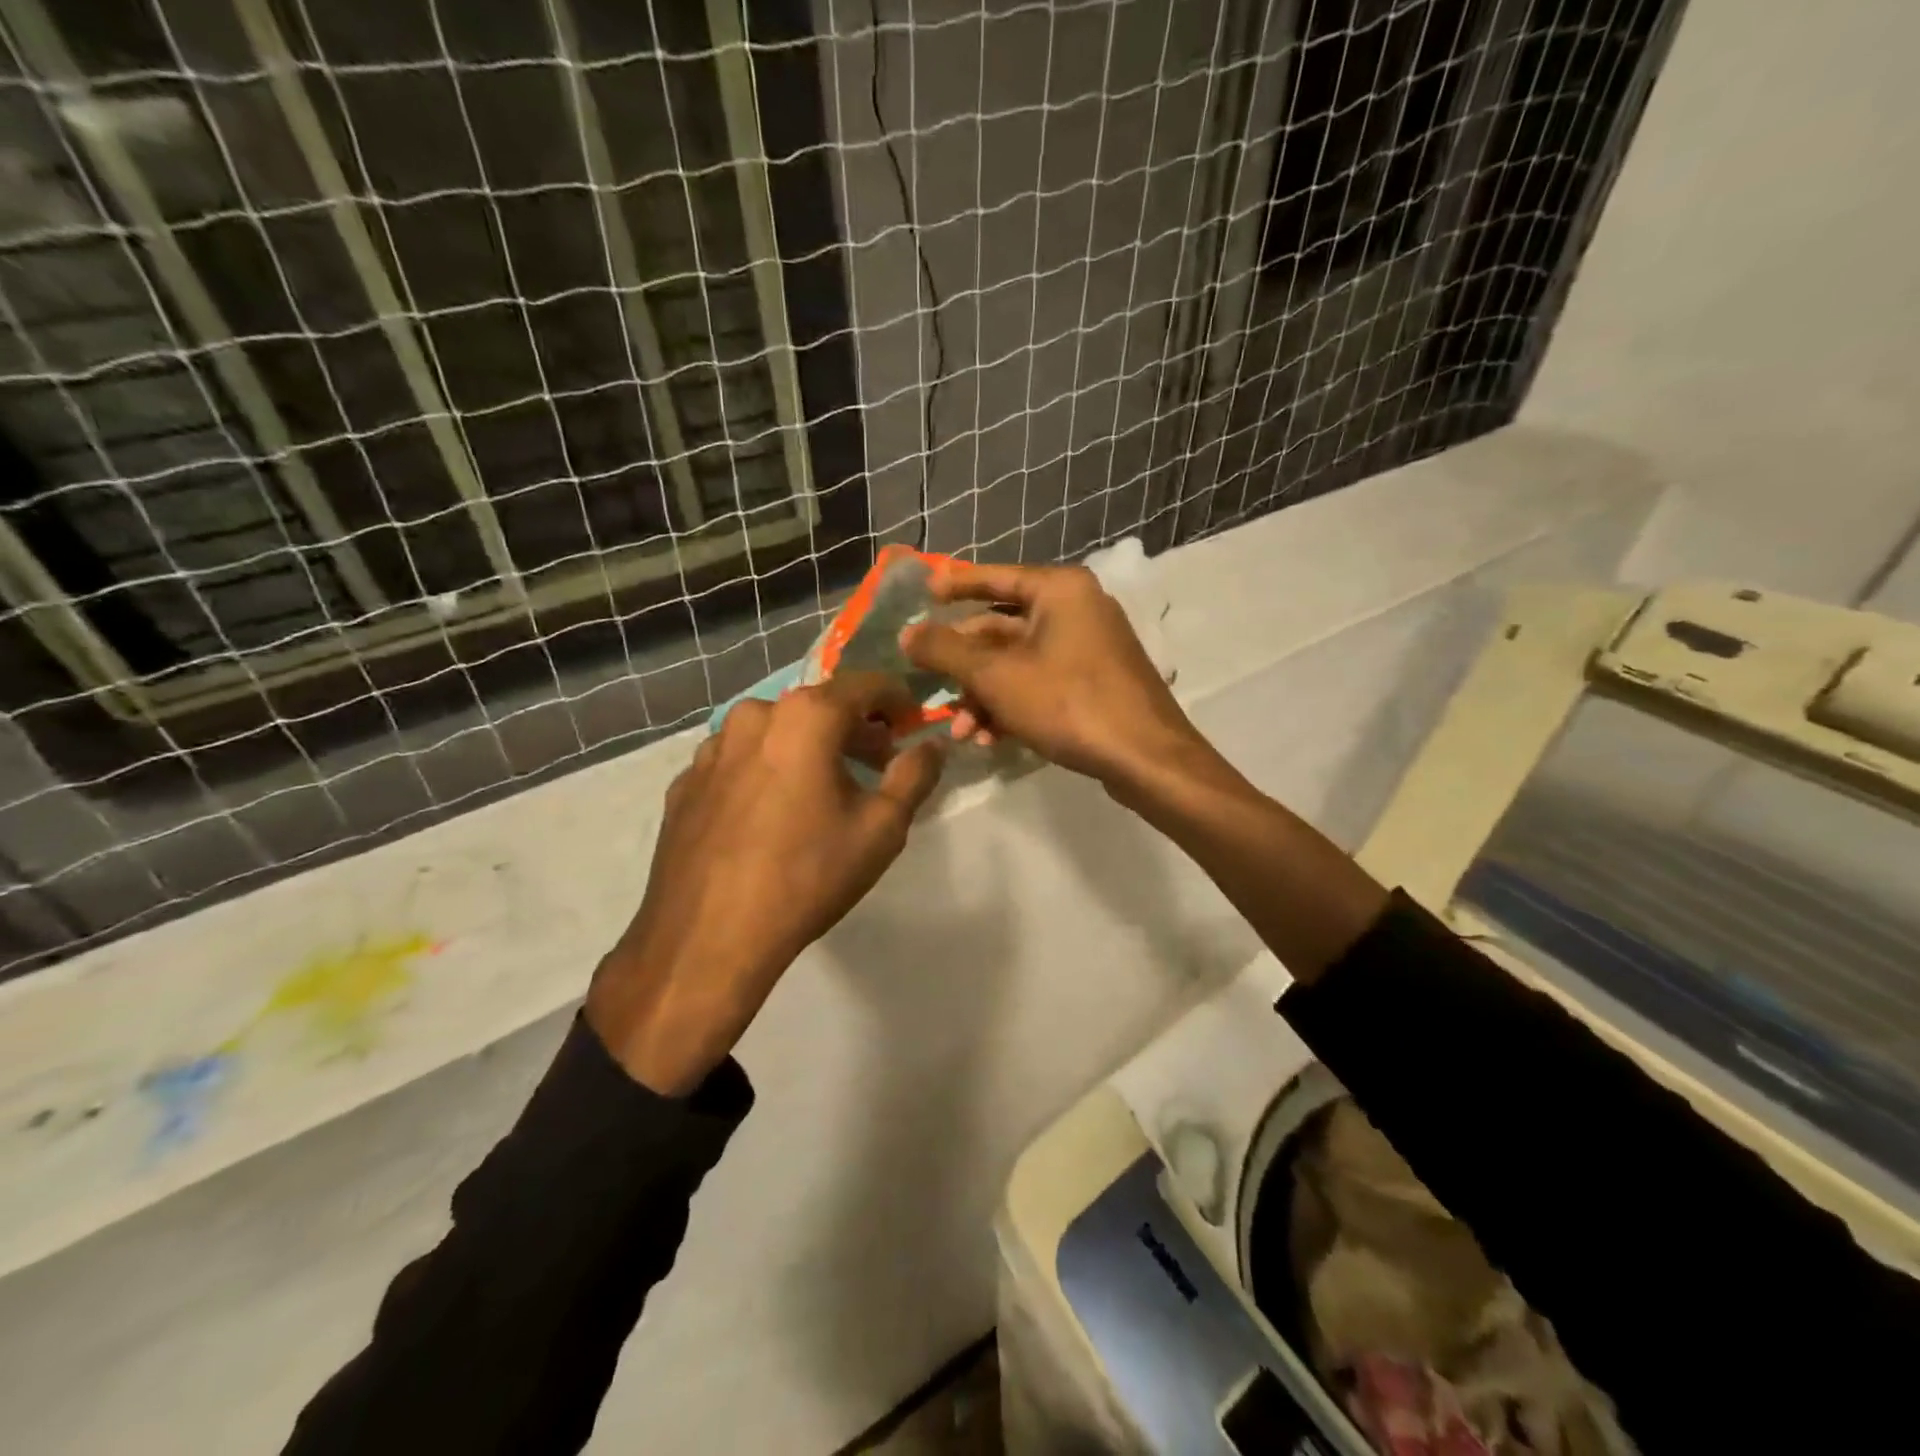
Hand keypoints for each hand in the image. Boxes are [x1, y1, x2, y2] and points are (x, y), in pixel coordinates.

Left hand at [587, 674, 945, 1094]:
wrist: (709, 937)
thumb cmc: (808, 875)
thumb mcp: (882, 828)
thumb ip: (914, 775)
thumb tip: (933, 744)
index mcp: (806, 717)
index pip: (866, 685)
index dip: (897, 700)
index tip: (912, 725)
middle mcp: (754, 715)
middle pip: (818, 706)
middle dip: (854, 728)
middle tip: (877, 764)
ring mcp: (712, 748)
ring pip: (775, 732)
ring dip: (807, 747)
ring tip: (823, 790)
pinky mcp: (686, 781)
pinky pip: (740, 761)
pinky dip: (767, 770)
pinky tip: (773, 815)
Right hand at [900, 561, 1201, 789]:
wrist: (1146, 759)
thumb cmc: (1069, 703)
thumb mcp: (996, 676)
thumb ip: (946, 651)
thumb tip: (907, 633)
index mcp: (1059, 590)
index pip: (995, 577)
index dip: (954, 585)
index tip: (922, 595)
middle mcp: (1076, 609)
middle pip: (1002, 628)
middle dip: (964, 666)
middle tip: (930, 686)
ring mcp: (1089, 648)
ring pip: (1018, 663)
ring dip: (983, 696)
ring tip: (961, 732)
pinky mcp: (1094, 683)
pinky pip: (1040, 683)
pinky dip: (1012, 706)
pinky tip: (989, 739)